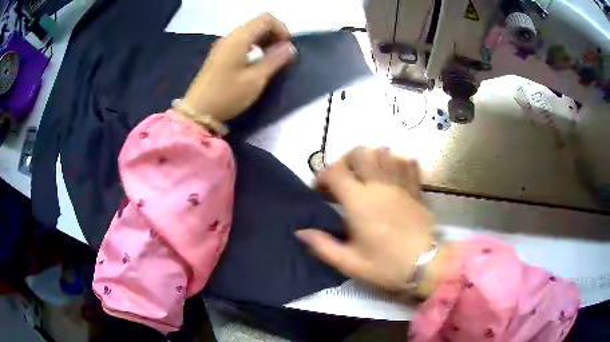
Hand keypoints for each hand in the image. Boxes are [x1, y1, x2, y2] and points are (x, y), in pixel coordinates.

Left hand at [182, 13, 295, 121]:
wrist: (198, 111)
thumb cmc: (227, 95)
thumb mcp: (255, 80)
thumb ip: (274, 60)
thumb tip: (289, 47)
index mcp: (239, 39)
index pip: (265, 19)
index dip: (281, 28)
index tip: (287, 47)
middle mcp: (230, 37)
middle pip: (257, 23)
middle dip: (274, 34)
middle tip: (282, 53)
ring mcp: (223, 45)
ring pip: (249, 32)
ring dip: (264, 40)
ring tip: (271, 58)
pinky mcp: (219, 54)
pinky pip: (241, 41)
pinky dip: (254, 45)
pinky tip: (256, 61)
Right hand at [296, 147, 437, 290]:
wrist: (426, 265)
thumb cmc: (386, 265)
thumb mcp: (349, 262)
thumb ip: (322, 245)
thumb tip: (300, 232)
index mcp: (359, 201)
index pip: (334, 172)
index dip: (321, 176)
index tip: (319, 190)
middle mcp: (379, 185)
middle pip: (359, 153)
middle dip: (345, 160)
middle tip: (342, 179)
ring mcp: (400, 185)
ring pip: (384, 153)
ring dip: (371, 158)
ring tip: (366, 175)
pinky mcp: (416, 189)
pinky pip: (408, 165)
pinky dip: (398, 163)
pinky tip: (393, 174)